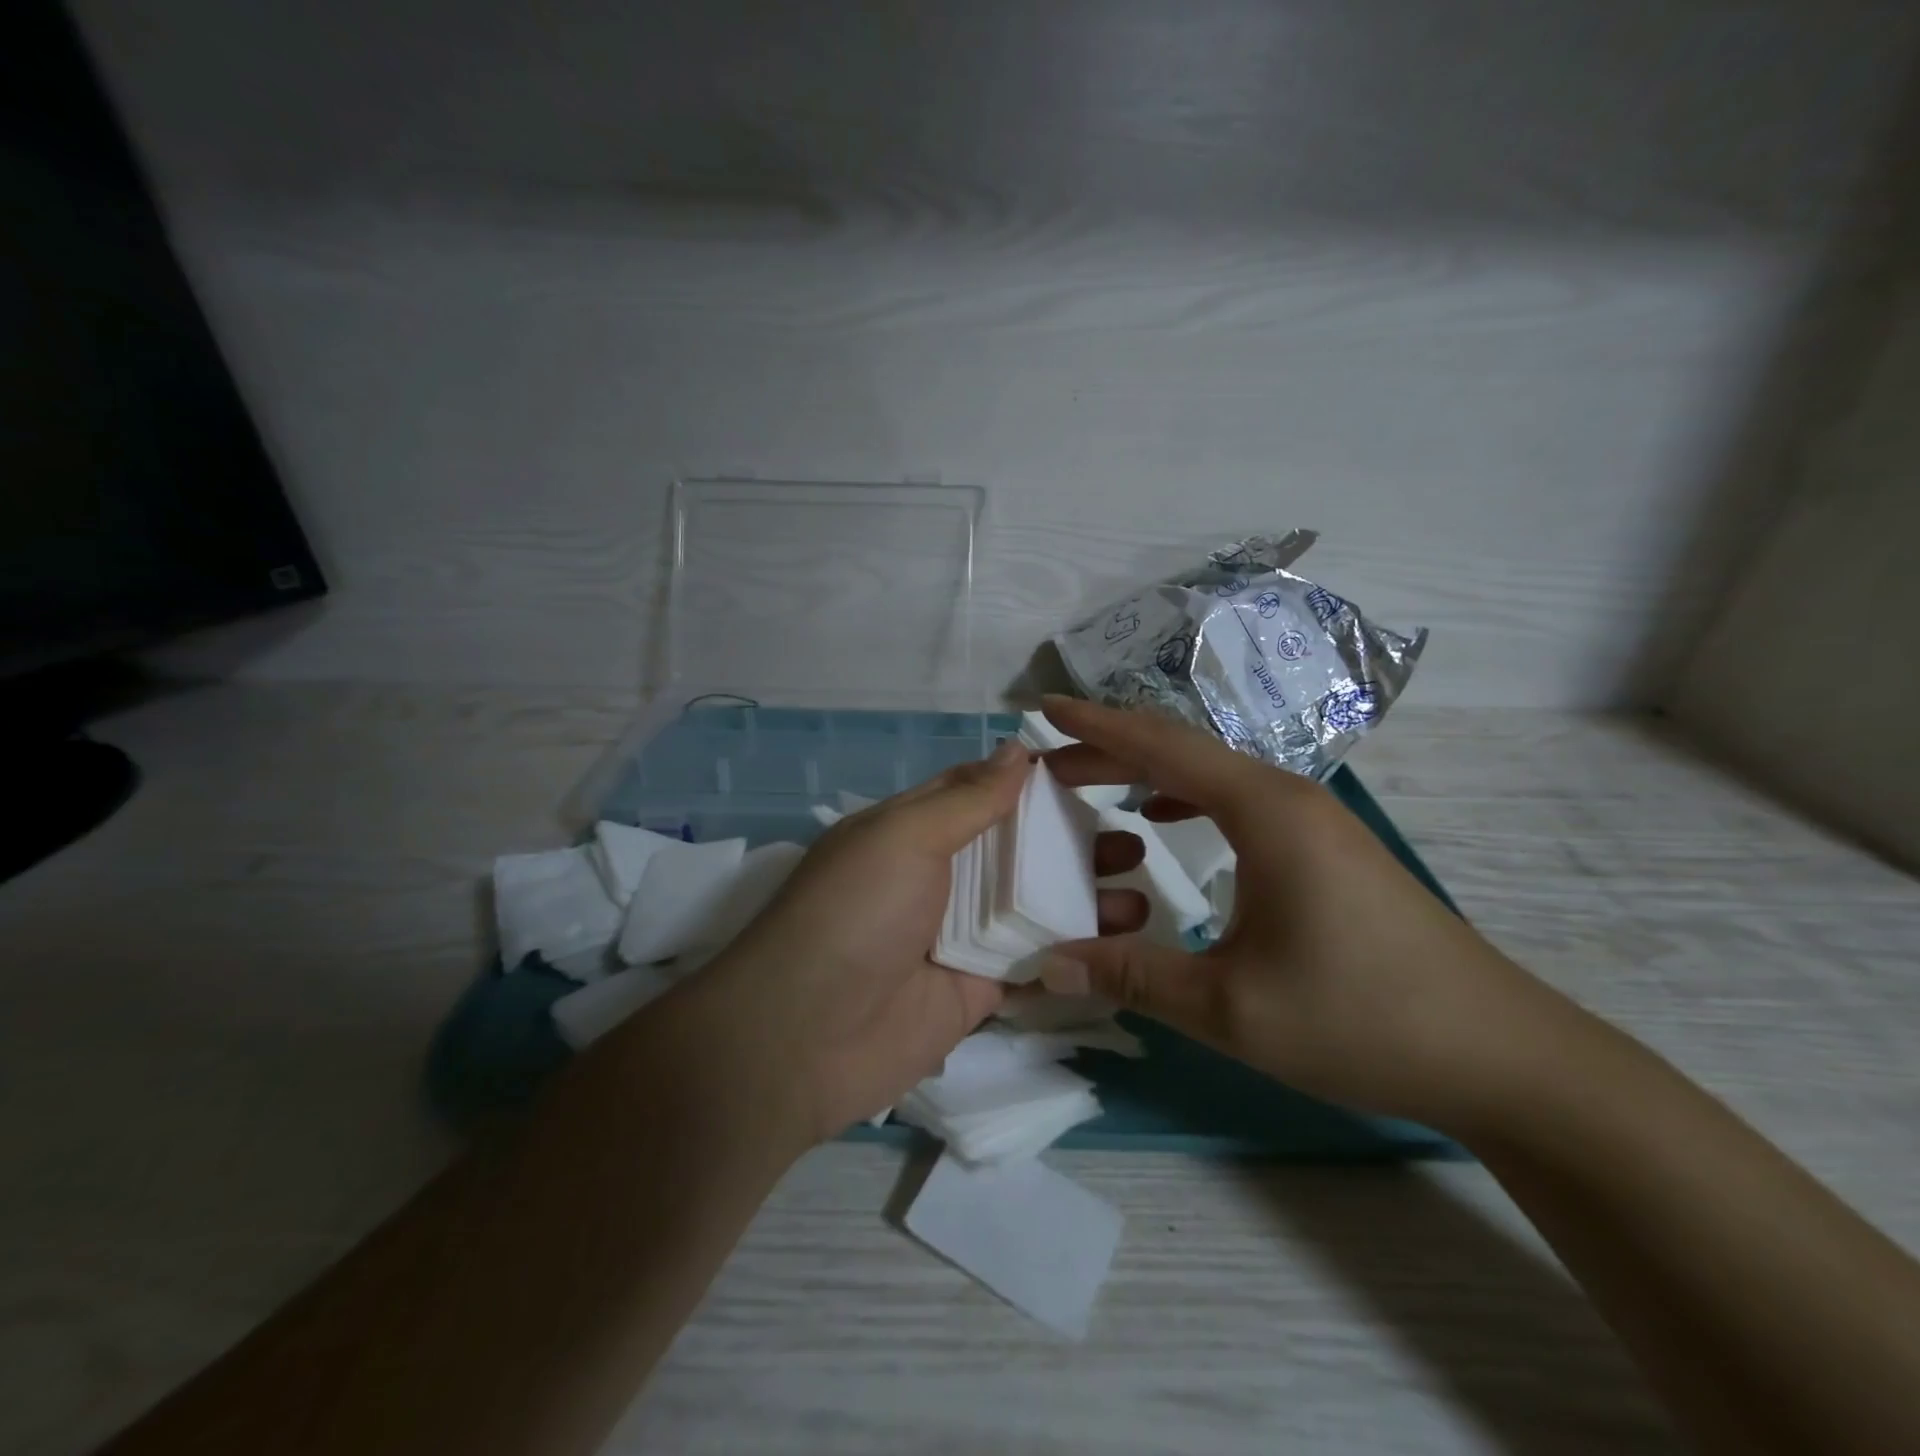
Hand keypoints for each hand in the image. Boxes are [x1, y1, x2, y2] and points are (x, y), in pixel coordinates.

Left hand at [691, 739, 1148, 1145]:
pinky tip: (1125, 943)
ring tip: (1142, 887)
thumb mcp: (904, 837)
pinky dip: (1074, 951)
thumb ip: (967, 798)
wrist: (803, 1039)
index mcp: (917, 829)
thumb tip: (1018, 748)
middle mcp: (942, 875)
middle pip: (1019, 849)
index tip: (1101, 771)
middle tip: (1136, 836)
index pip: (985, 791)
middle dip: (1074, 840)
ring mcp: (961, 934)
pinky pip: (1034, 961)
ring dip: (1085, 894)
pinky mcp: (978, 989)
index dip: (1038, 780)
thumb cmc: (854, 914)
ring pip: (1034, 904)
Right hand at [1038, 695, 1566, 1130]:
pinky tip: (1165, 818)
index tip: (1041, 708)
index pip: (1160, 745)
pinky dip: (1185, 794)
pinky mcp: (1325, 846)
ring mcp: (1312, 819)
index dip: (1095, 725)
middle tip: (1048, 761)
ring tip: (1092, 784)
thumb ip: (1132, 977)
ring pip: (1210, 772)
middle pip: (1181, 749)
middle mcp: (1287, 796)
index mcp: (1263, 810)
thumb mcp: (1229, 1006)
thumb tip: (1045, 966)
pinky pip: (1236, 799)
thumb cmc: (1361, 1019)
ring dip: (1146, 770)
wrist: (1501, 1055)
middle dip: (1109, 748)